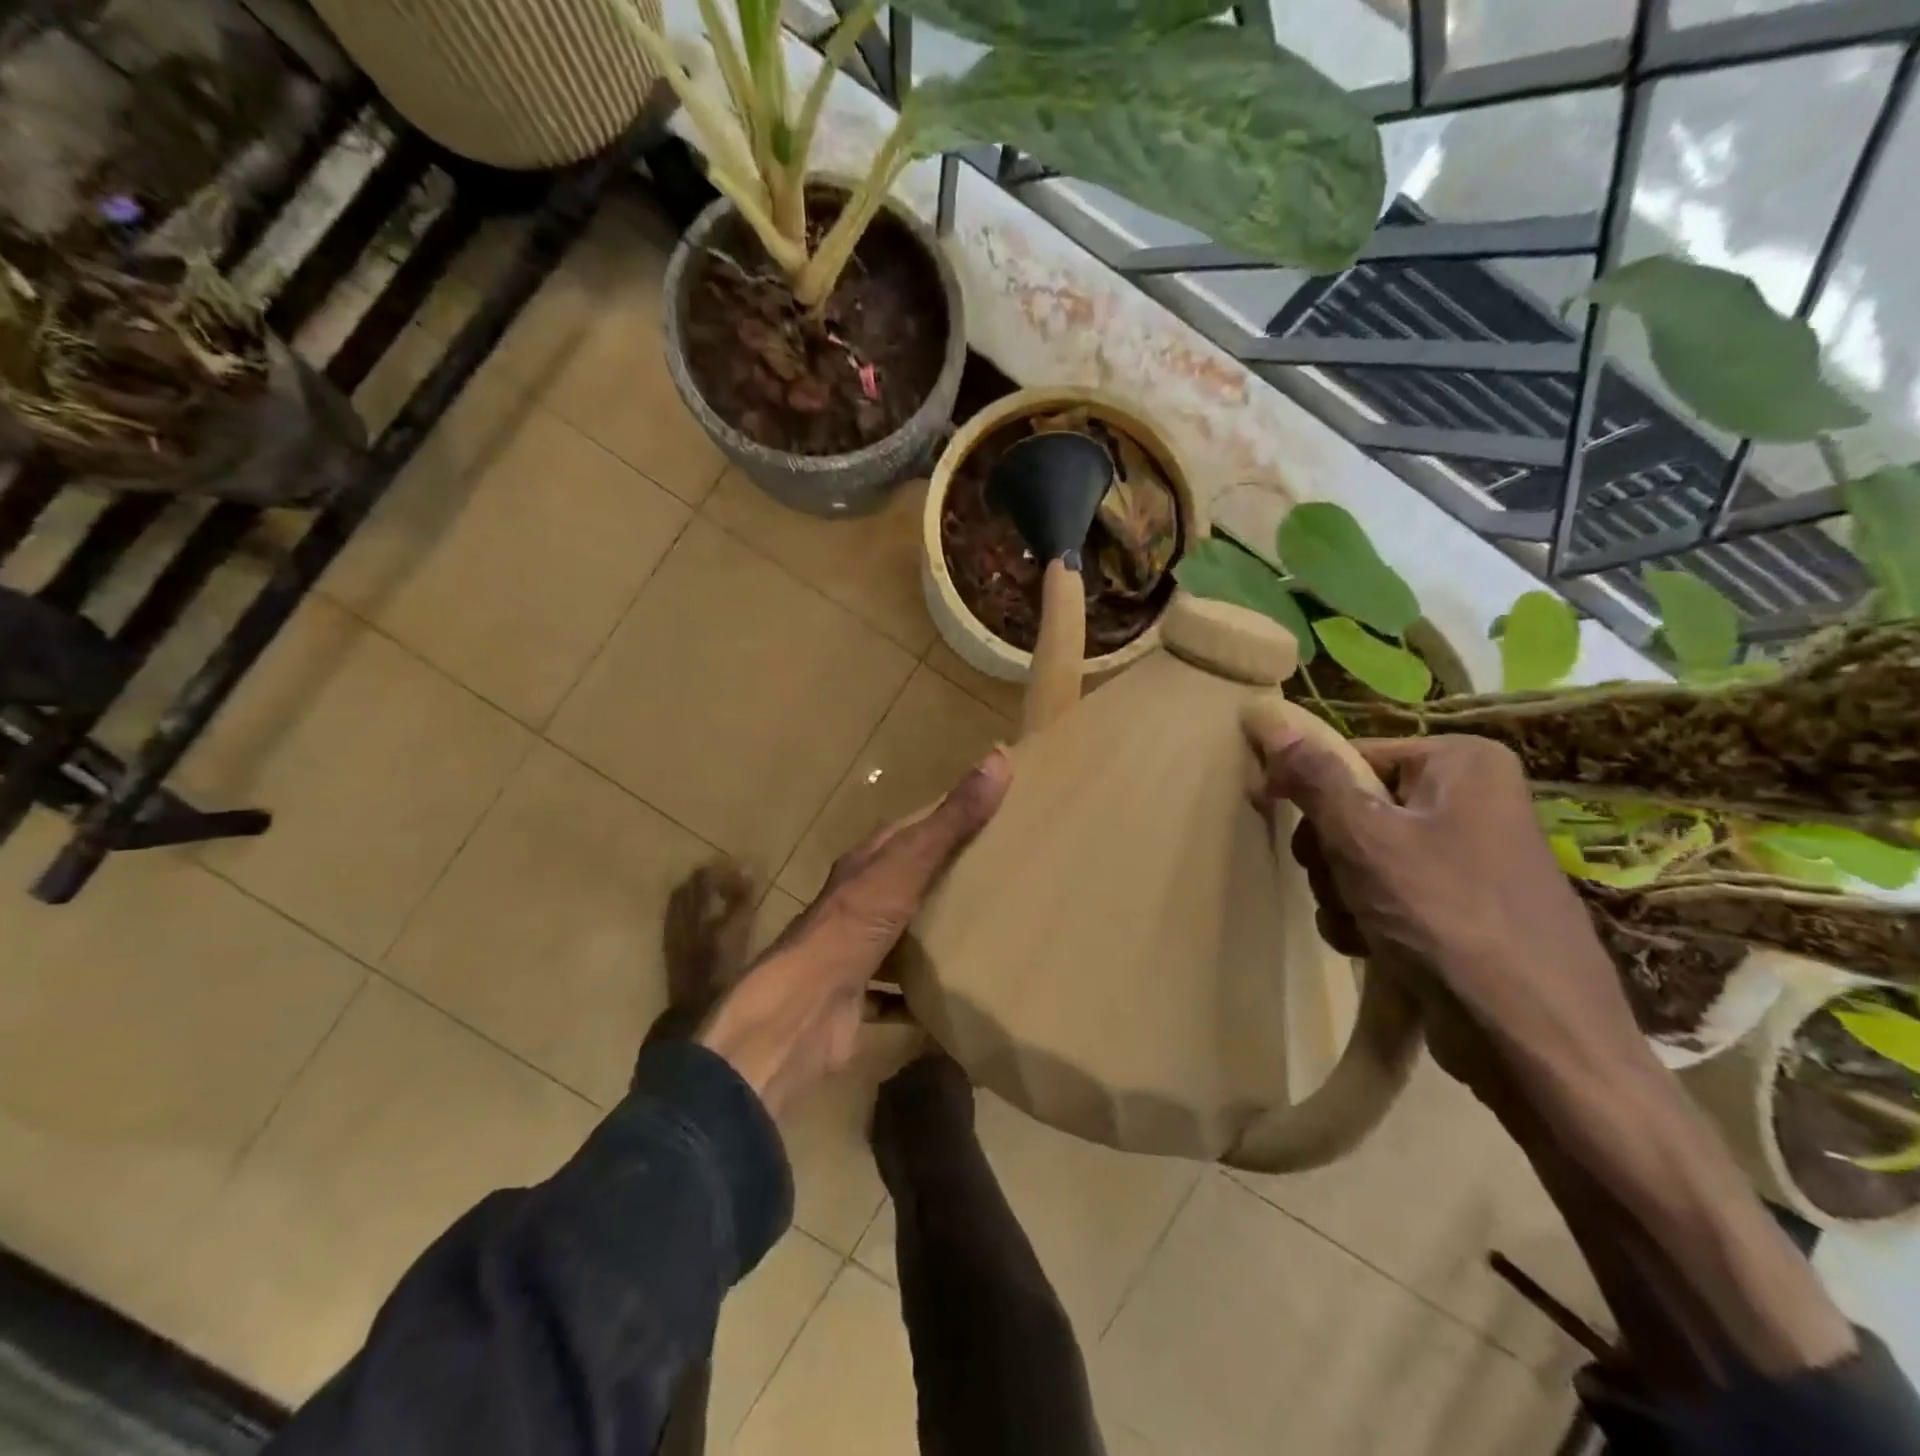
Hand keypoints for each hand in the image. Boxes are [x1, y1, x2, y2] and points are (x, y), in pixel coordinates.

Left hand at [699, 749, 1011, 1115]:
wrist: (803, 1010)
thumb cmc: (854, 925)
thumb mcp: (907, 863)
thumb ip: (951, 820)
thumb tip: (998, 757)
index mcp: (865, 865)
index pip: (908, 831)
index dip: (945, 820)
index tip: (992, 818)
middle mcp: (857, 903)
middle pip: (907, 882)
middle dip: (947, 878)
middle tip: (1004, 875)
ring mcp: (857, 951)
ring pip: (903, 934)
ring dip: (935, 933)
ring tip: (991, 930)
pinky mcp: (862, 997)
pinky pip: (900, 990)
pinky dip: (924, 991)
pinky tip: (959, 991)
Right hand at [1247, 725, 1648, 1084]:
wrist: (1534, 1041)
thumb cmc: (1448, 919)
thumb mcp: (1366, 838)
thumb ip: (1313, 777)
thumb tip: (1267, 715)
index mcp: (1460, 764)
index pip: (1349, 757)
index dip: (1307, 790)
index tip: (1273, 818)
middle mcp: (1468, 801)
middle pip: (1351, 808)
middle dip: (1329, 854)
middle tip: (1340, 883)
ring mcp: (1465, 858)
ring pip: (1359, 857)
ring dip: (1341, 892)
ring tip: (1360, 925)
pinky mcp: (1458, 909)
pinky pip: (1384, 894)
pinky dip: (1365, 919)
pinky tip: (1374, 947)